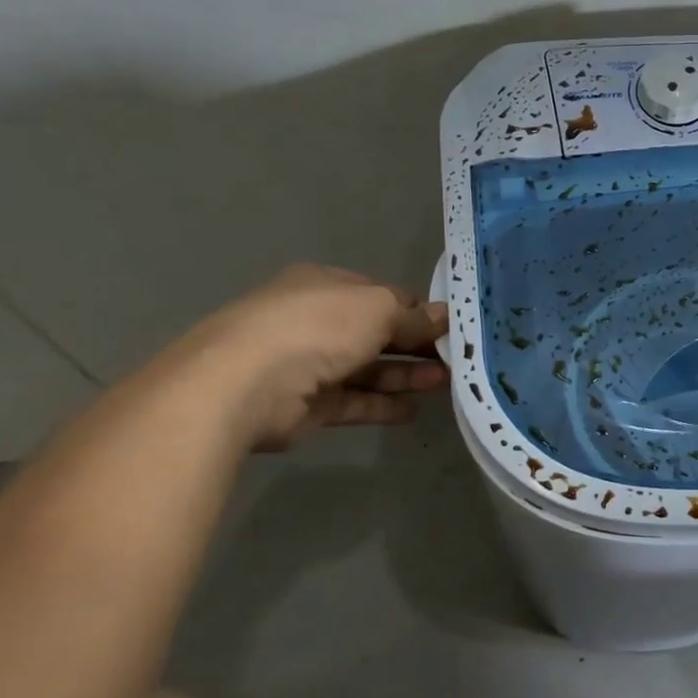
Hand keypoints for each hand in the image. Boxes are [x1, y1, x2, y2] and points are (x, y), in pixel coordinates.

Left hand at [166, 264, 448, 450]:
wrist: (242, 384)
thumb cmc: (317, 327)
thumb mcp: (378, 309)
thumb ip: (414, 316)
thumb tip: (444, 316)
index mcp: (326, 286)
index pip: (382, 296)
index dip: (418, 310)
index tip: (451, 327)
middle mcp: (316, 321)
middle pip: (377, 333)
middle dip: (416, 345)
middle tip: (455, 359)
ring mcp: (308, 363)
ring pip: (367, 368)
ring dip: (405, 375)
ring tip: (444, 384)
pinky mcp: (306, 404)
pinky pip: (353, 402)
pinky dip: (381, 405)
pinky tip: (412, 411)